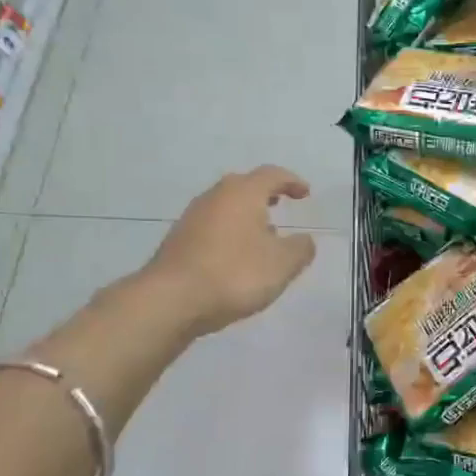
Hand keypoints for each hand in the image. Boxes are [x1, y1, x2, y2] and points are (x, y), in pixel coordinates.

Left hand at [140, 166, 316, 334]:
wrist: (171, 300)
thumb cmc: (234, 274)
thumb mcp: (282, 264)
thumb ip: (301, 249)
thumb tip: (304, 240)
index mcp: (243, 193)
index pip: (272, 175)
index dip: (292, 182)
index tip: (305, 193)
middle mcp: (215, 197)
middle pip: (243, 186)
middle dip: (264, 194)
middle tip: (280, 205)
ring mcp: (192, 218)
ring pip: (225, 207)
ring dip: (245, 215)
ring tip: (262, 236)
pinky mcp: (179, 241)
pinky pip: (212, 227)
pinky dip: (229, 233)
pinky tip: (236, 257)